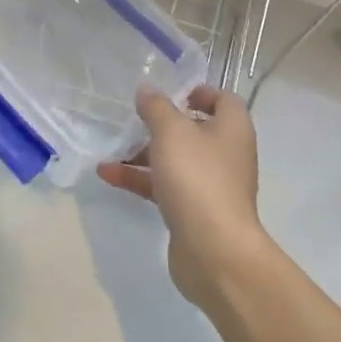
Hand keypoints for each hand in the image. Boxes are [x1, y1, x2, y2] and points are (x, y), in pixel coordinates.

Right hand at [97, 85, 270, 307]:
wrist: (214, 251)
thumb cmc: (197, 178)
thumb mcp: (171, 132)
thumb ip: (156, 107)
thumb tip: (148, 90)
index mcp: (232, 129)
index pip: (224, 99)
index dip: (199, 92)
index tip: (171, 93)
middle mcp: (227, 154)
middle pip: (195, 130)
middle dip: (162, 125)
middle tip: (134, 119)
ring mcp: (211, 185)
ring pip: (176, 160)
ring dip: (143, 153)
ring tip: (111, 148)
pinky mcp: (194, 212)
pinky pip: (165, 187)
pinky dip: (140, 179)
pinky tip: (108, 175)